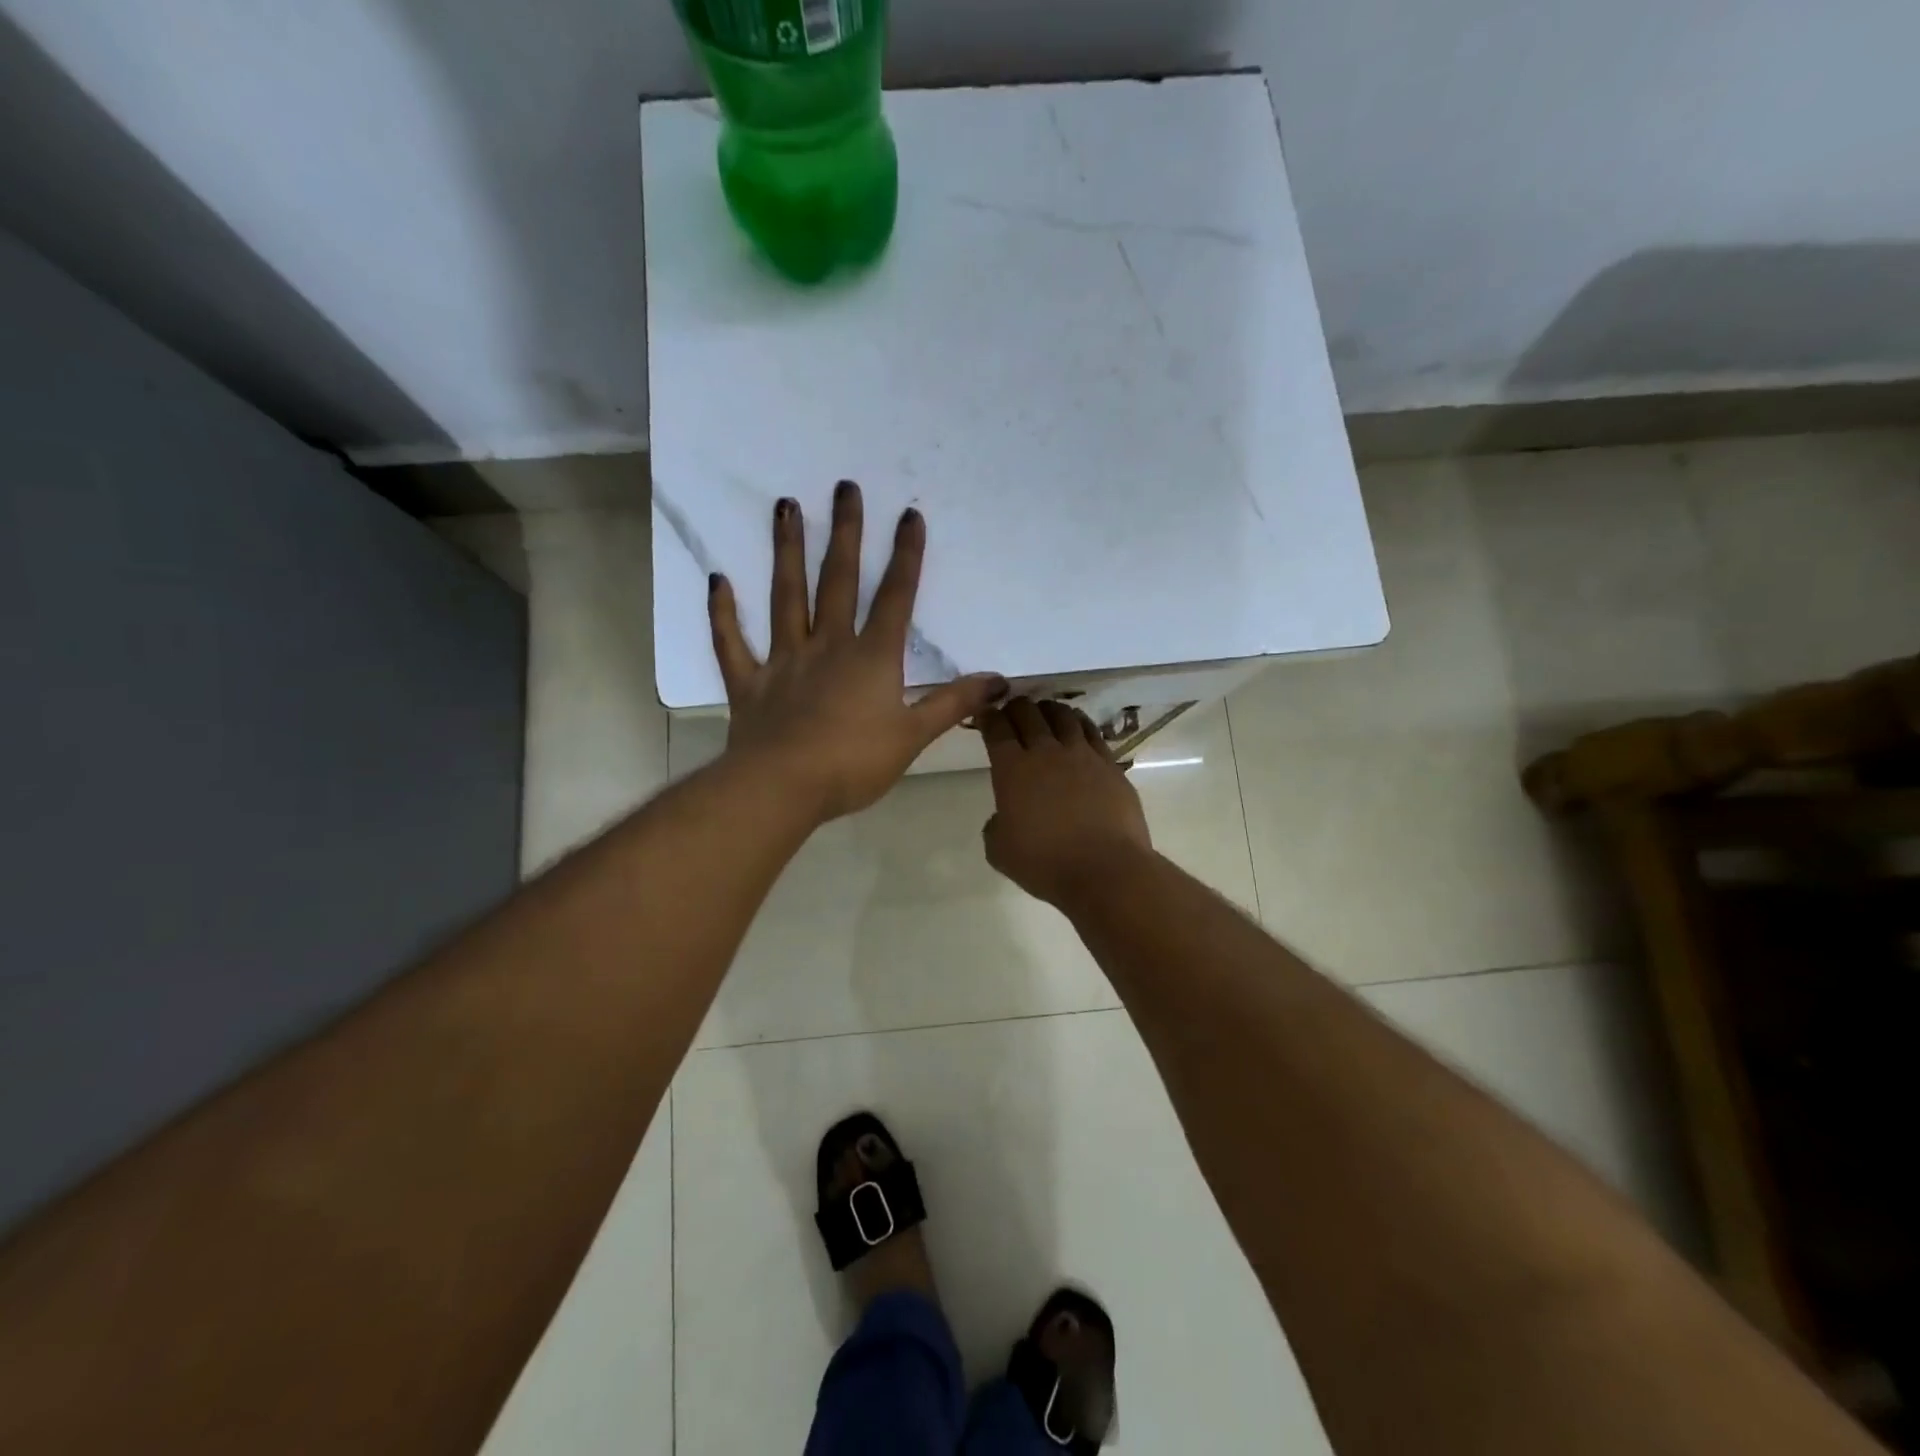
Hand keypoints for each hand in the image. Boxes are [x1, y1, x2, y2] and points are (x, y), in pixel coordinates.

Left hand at [708, 482, 1007, 823]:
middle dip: (845, 533)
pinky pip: (732, 643)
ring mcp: (784, 661)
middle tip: (844, 487)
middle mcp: (827, 646)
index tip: (909, 514)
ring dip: (786, 551)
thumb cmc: (853, 764)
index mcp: (870, 658)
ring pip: (786, 597)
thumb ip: (954, 704)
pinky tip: (718, 580)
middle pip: (838, 581)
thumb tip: (1000, 681)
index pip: (895, 598)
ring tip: (785, 507)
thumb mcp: (914, 736)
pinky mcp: (749, 683)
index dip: (905, 556)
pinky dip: (723, 613)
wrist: (783, 788)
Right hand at [980, 698, 1153, 905]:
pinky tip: (1077, 725)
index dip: (988, 717)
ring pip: (1062, 715)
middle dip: (1015, 707)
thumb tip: (1004, 815)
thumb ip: (995, 826)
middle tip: (1011, 711)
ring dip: (1048, 709)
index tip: (984, 714)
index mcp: (1012, 769)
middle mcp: (1045, 752)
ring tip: (1044, 712)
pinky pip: (1091, 731)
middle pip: (1028, 713)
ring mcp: (1081, 754)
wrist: (1105, 869)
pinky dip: (1079, 722)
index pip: (996, 730)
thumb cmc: (1045, 864)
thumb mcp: (1000, 851)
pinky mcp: (1109, 764)